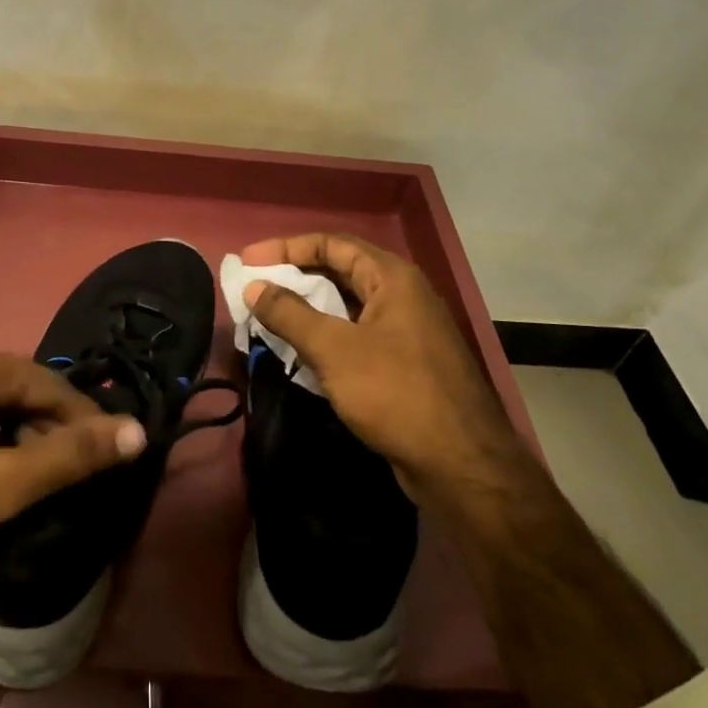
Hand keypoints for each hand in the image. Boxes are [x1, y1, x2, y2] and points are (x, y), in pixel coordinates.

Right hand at [240, 233, 502, 492]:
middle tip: (254, 286)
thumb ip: (290, 314)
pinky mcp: (403, 363)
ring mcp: (405, 330)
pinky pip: (355, 335)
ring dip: (307, 307)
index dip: (286, 248)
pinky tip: (299, 351)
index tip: (248, 261)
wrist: (459, 463)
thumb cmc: (395, 393)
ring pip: (346, 306)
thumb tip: (254, 287)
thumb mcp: (334, 349)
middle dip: (294, 276)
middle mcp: (402, 295)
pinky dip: (324, 335)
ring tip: (268, 316)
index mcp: (392, 278)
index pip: (331, 244)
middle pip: (339, 270)